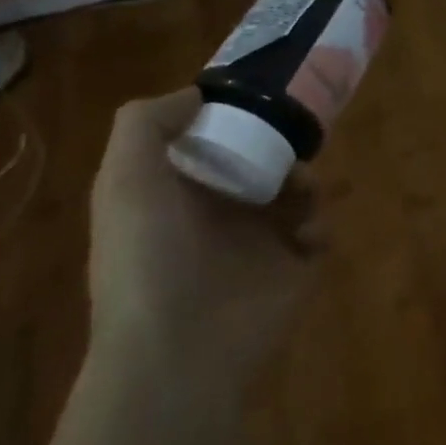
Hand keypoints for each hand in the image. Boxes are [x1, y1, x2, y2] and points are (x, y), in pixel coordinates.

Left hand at [88, 91, 319, 376]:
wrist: (178, 351)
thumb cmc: (149, 258)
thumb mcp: (125, 179)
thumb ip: (146, 123)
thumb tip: (198, 93)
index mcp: (178, 192)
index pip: (211, 143)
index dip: (234, 119)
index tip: (261, 99)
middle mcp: (218, 214)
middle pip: (262, 162)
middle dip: (282, 146)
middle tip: (296, 140)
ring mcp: (258, 245)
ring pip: (296, 193)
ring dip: (306, 181)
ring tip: (303, 190)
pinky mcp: (293, 270)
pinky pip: (319, 233)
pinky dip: (320, 225)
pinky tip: (305, 234)